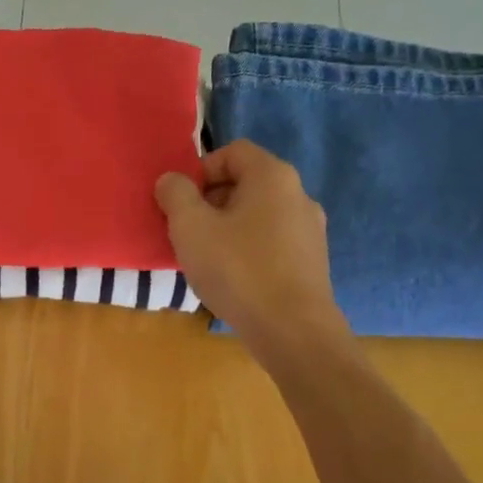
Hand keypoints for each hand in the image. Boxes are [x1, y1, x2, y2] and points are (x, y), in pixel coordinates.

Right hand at [155, 140, 344, 350]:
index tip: (181, 203)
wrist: (292, 330)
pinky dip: (248, 250)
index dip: (200, 170)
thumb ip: (175, 195)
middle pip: (245, 183)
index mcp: (272, 176)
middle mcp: (299, 194)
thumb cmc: (237, 269)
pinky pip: (271, 242)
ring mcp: (310, 230)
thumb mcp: (190, 227)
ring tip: (207, 259)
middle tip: (187, 232)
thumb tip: (171, 180)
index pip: (232, 152)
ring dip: (227, 228)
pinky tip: (233, 279)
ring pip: (257, 216)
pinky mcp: (312, 262)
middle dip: (210, 202)